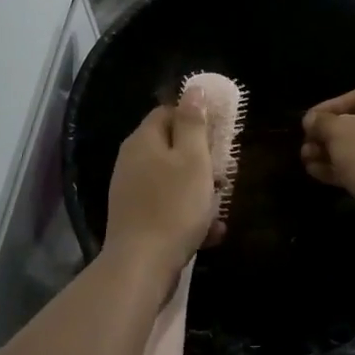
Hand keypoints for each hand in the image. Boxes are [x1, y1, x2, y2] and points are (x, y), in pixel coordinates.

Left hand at [105, 102, 223, 273]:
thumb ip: (193, 123)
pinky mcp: (136, 219)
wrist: (142, 266)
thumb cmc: (173, 206)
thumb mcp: (192, 159)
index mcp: (143, 141)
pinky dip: (188, 215)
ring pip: (172, 179)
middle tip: (223, 173)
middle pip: (171, 147)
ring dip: (198, 189)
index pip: (168, 112)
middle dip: (200, 158)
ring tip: (220, 204)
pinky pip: (168, 207)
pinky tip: (211, 232)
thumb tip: (193, 88)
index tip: (218, 133)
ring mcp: (131, 192)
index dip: (195, 118)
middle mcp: (131, 161)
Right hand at [302, 85, 354, 227]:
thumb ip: (322, 121)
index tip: (305, 123)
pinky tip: (319, 173)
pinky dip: (349, 167)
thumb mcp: (338, 131)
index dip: (326, 109)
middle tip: (306, 146)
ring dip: (334, 153)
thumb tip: (312, 121)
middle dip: (328, 136)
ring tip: (307, 161)